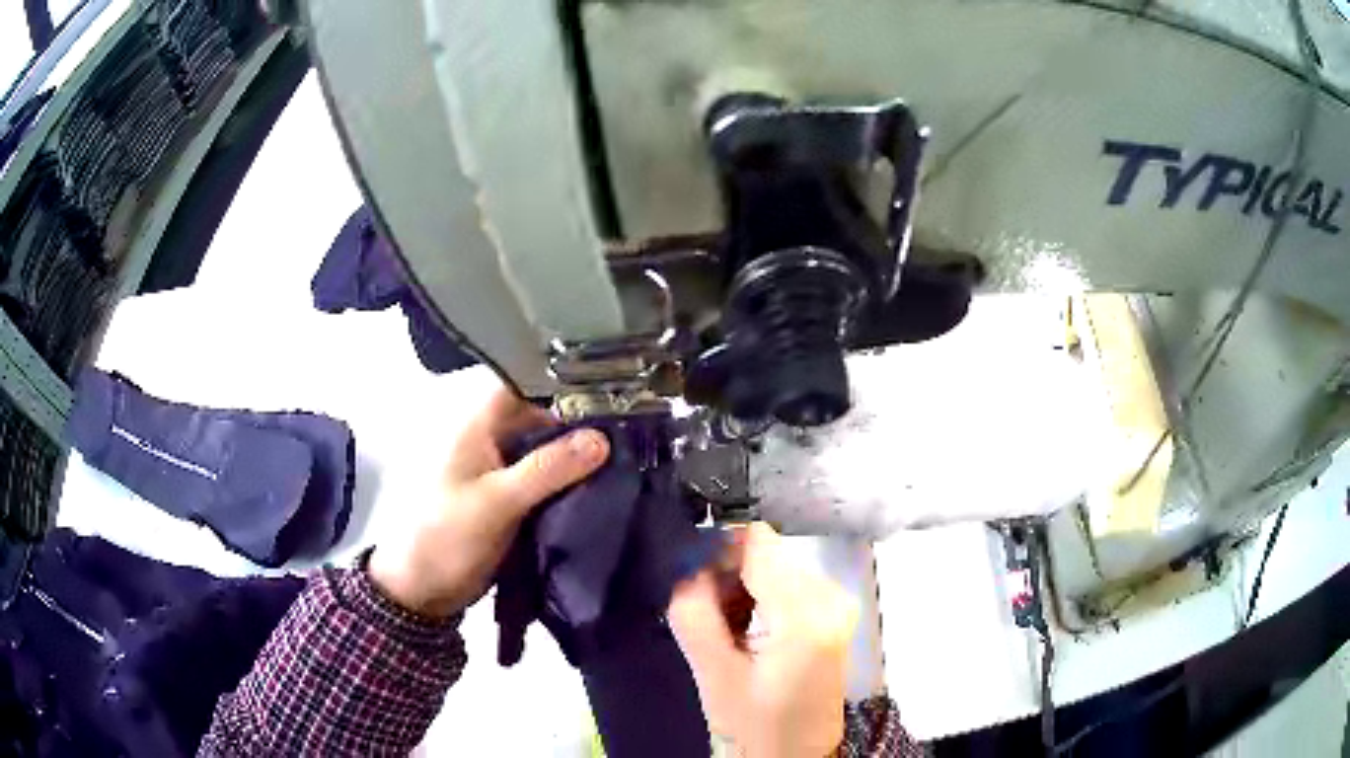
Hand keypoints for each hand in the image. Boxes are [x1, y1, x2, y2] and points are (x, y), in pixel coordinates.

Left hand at [369, 387, 608, 617]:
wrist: (425, 590)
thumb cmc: (448, 535)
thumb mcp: (498, 501)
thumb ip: (548, 469)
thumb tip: (602, 439)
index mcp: (479, 427)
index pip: (525, 385)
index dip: (563, 384)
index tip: (612, 393)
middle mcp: (493, 442)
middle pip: (542, 419)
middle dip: (581, 425)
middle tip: (632, 432)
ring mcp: (503, 473)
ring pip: (548, 453)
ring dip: (579, 458)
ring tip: (631, 457)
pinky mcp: (513, 501)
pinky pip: (548, 483)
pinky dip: (571, 484)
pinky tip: (606, 488)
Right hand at [669, 524, 858, 757]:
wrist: (797, 753)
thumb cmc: (756, 723)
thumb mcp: (713, 674)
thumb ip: (693, 612)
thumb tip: (686, 563)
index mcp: (805, 613)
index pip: (754, 542)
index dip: (717, 554)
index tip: (694, 587)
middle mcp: (832, 595)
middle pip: (765, 553)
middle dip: (728, 577)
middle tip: (710, 621)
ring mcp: (838, 600)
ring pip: (774, 564)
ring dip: (743, 589)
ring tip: (730, 633)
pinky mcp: (835, 609)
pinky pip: (788, 581)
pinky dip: (761, 598)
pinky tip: (751, 632)